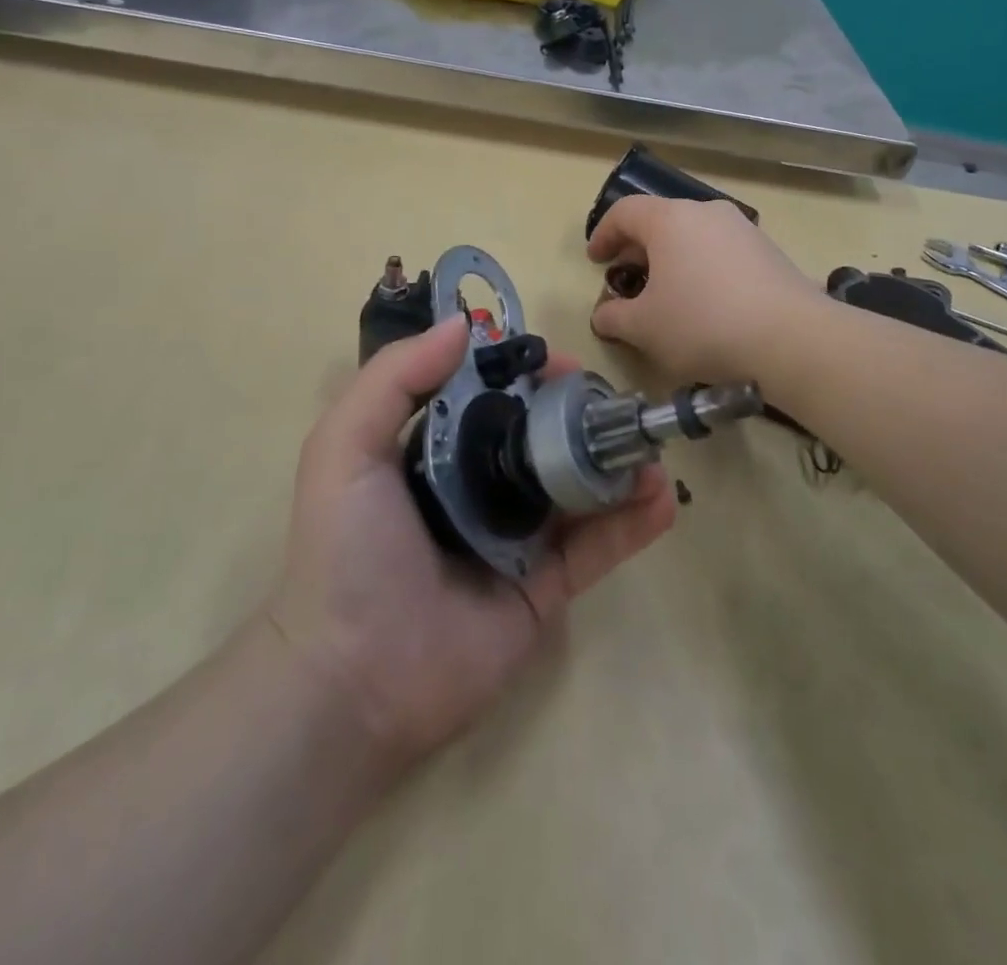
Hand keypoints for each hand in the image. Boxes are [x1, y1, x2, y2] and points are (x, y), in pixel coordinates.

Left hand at [265, 316, 675, 772]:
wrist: (356, 681)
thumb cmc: (348, 552)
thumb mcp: (345, 448)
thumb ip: (394, 379)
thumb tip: (463, 325)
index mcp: (434, 452)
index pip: (490, 397)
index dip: (525, 373)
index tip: (559, 361)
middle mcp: (478, 488)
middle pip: (541, 437)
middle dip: (580, 414)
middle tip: (615, 403)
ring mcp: (516, 539)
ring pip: (577, 489)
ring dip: (617, 463)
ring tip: (649, 445)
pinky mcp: (545, 589)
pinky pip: (596, 549)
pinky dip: (632, 523)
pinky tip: (661, 499)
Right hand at [588, 195, 819, 380]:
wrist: (791, 340)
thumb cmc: (702, 324)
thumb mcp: (644, 328)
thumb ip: (614, 317)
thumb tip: (603, 315)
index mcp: (671, 220)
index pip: (625, 212)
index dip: (603, 234)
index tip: (595, 261)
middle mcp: (707, 213)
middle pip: (661, 222)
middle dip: (638, 251)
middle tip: (627, 282)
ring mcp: (743, 230)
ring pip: (694, 237)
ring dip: (672, 262)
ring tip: (667, 297)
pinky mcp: (770, 253)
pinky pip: (722, 253)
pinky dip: (703, 270)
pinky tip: (706, 306)